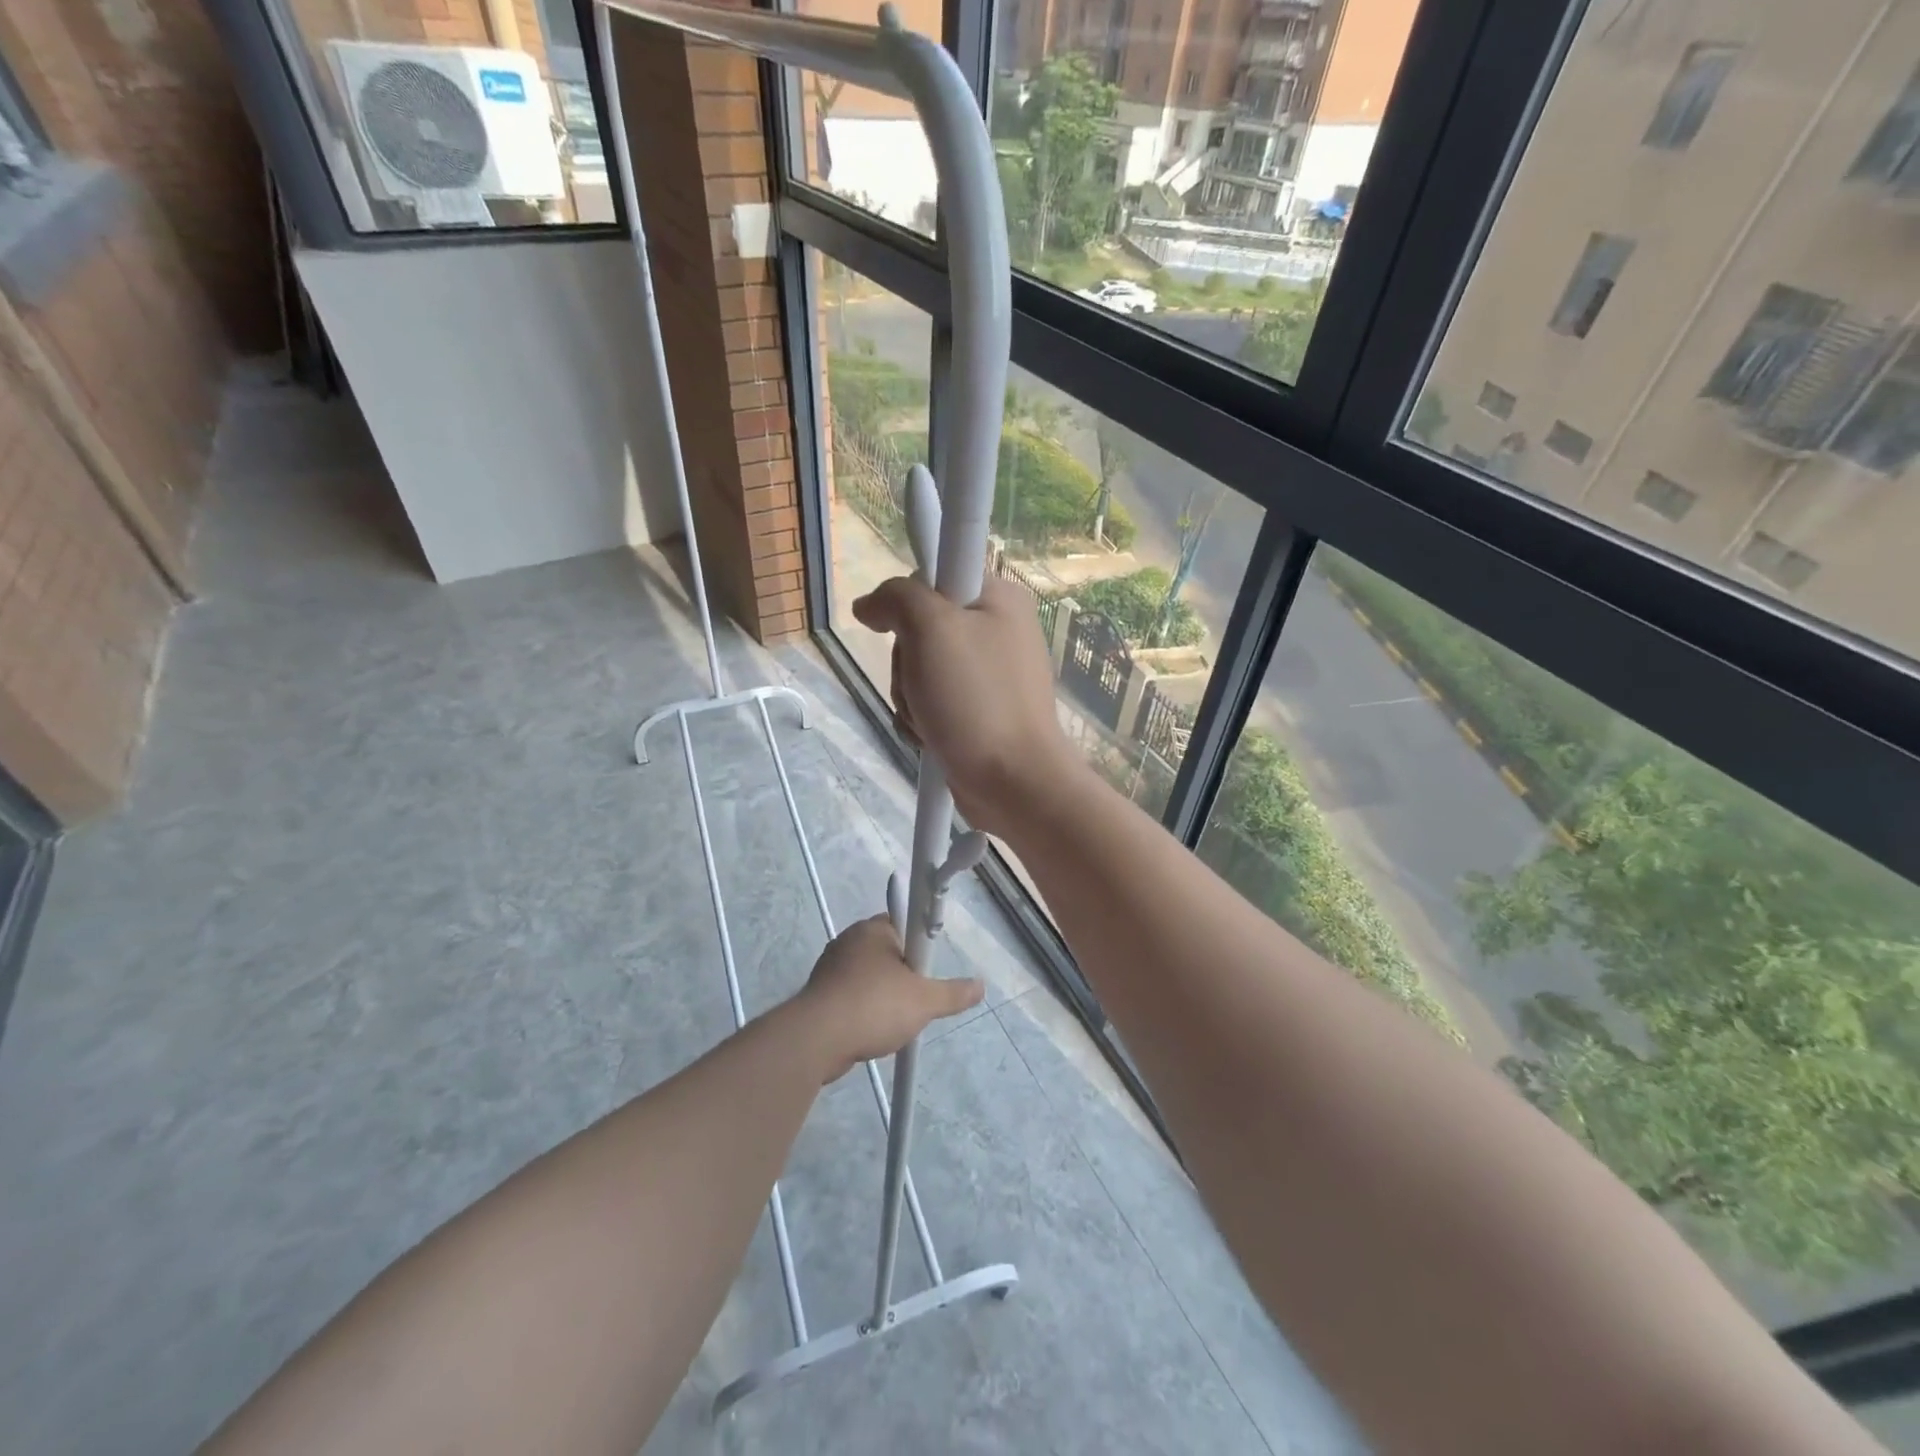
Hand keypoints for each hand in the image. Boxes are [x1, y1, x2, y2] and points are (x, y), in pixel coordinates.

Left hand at [791, 916, 983, 1082]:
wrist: (816, 1040)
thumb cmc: (874, 1006)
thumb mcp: (924, 1001)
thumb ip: (954, 993)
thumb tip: (980, 986)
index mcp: (872, 929)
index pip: (904, 924)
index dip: (919, 946)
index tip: (925, 970)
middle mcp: (849, 941)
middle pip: (888, 952)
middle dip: (904, 976)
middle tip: (915, 1000)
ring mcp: (830, 968)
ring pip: (869, 977)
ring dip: (883, 996)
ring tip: (893, 1022)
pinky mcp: (819, 994)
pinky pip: (851, 997)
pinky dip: (863, 1011)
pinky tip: (871, 1032)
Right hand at [852, 575, 1083, 835]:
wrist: (1014, 782)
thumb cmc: (977, 700)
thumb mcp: (931, 629)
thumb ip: (897, 598)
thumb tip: (869, 605)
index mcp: (999, 598)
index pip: (935, 576)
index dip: (909, 601)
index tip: (903, 630)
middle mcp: (998, 630)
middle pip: (921, 628)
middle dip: (906, 663)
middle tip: (922, 685)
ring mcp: (990, 676)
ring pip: (921, 670)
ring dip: (911, 697)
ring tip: (929, 719)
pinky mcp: (981, 712)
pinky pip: (934, 702)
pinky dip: (923, 719)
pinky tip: (931, 736)